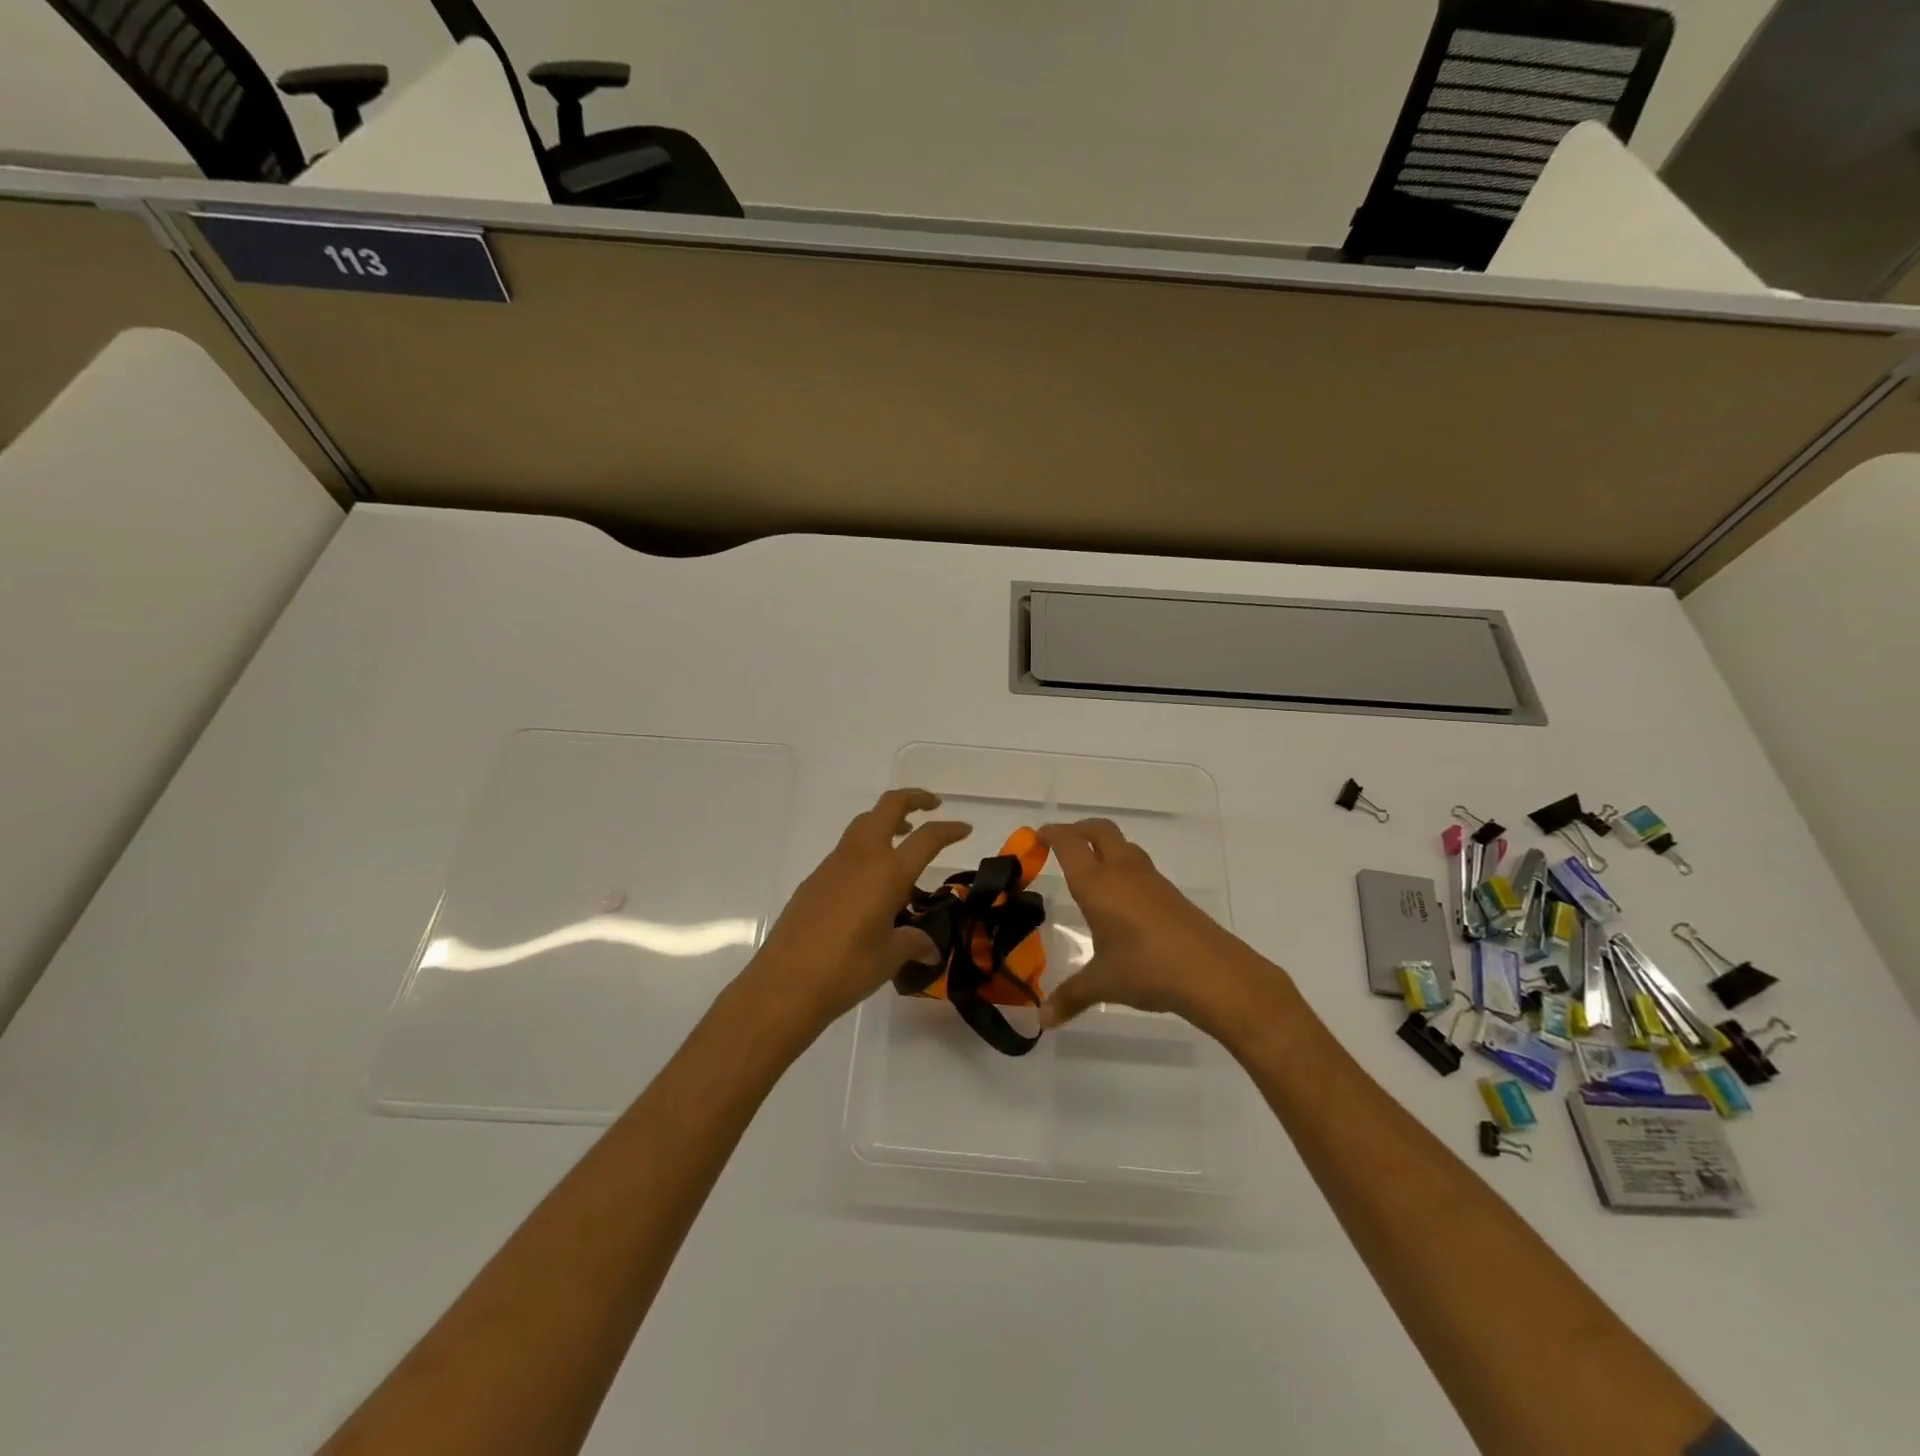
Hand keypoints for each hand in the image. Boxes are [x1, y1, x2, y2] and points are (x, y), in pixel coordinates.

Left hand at [742, 789, 970, 1034]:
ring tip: (903, 839)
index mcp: (888, 872)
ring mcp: (833, 865)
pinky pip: (846, 850)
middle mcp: (862, 857)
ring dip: (886, 821)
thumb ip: (912, 943)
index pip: (927, 838)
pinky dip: (866, 849)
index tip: (964, 829)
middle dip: (913, 799)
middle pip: (888, 807)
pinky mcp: (814, 879)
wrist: (784, 984)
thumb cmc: (846, 969)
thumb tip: (929, 948)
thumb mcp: (889, 957)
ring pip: (863, 824)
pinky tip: (870, 882)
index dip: (949, 830)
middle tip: (933, 806)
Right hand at [1038, 819, 1285, 1039]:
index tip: (1037, 837)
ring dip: (1103, 846)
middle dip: (1078, 829)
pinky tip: (1121, 897)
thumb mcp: (1102, 984)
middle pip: (1099, 830)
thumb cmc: (1146, 969)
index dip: (1051, 834)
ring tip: (1090, 867)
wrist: (1211, 971)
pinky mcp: (1170, 893)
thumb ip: (1070, 997)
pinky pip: (1139, 867)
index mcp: (1097, 884)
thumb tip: (1042, 1021)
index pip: (1069, 844)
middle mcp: (1122, 871)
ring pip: (1123, 845)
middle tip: (1061, 842)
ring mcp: (1150, 879)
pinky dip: (1123, 867)